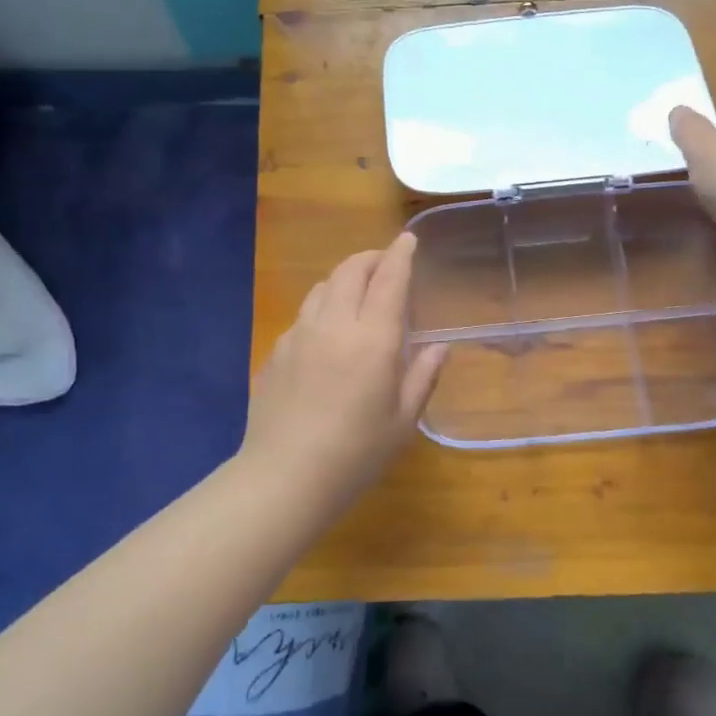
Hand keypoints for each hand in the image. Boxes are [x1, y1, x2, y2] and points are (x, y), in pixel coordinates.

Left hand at [240, 233, 447, 503]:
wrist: (284, 477)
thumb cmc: (356, 453)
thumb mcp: (402, 421)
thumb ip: (422, 376)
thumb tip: (439, 346)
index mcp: (373, 338)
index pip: (389, 279)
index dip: (400, 254)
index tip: (408, 239)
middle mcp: (334, 324)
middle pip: (350, 271)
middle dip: (371, 259)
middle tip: (386, 264)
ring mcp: (299, 334)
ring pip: (323, 287)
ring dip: (344, 279)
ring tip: (357, 292)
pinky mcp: (276, 351)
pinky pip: (304, 315)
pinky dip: (322, 308)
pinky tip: (327, 334)